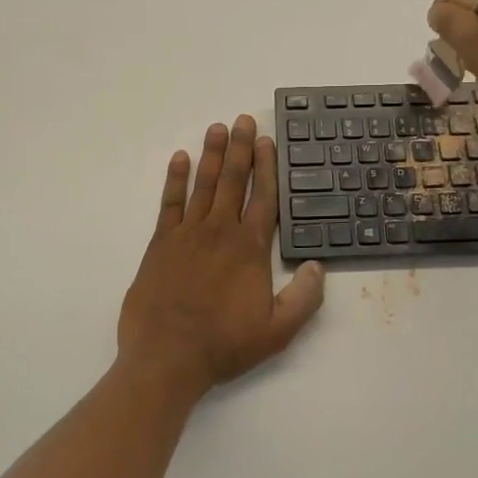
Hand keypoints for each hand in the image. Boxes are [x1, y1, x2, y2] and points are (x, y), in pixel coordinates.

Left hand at [118, 116, 325, 400]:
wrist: (167, 357)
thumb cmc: (224, 344)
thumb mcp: (278, 331)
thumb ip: (304, 297)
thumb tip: (318, 266)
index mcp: (250, 248)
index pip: (263, 197)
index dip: (267, 167)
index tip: (267, 141)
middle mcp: (220, 231)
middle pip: (233, 180)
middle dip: (240, 148)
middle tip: (243, 119)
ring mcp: (187, 234)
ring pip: (203, 185)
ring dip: (211, 154)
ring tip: (217, 128)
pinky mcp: (160, 243)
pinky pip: (169, 203)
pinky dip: (175, 179)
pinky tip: (180, 159)